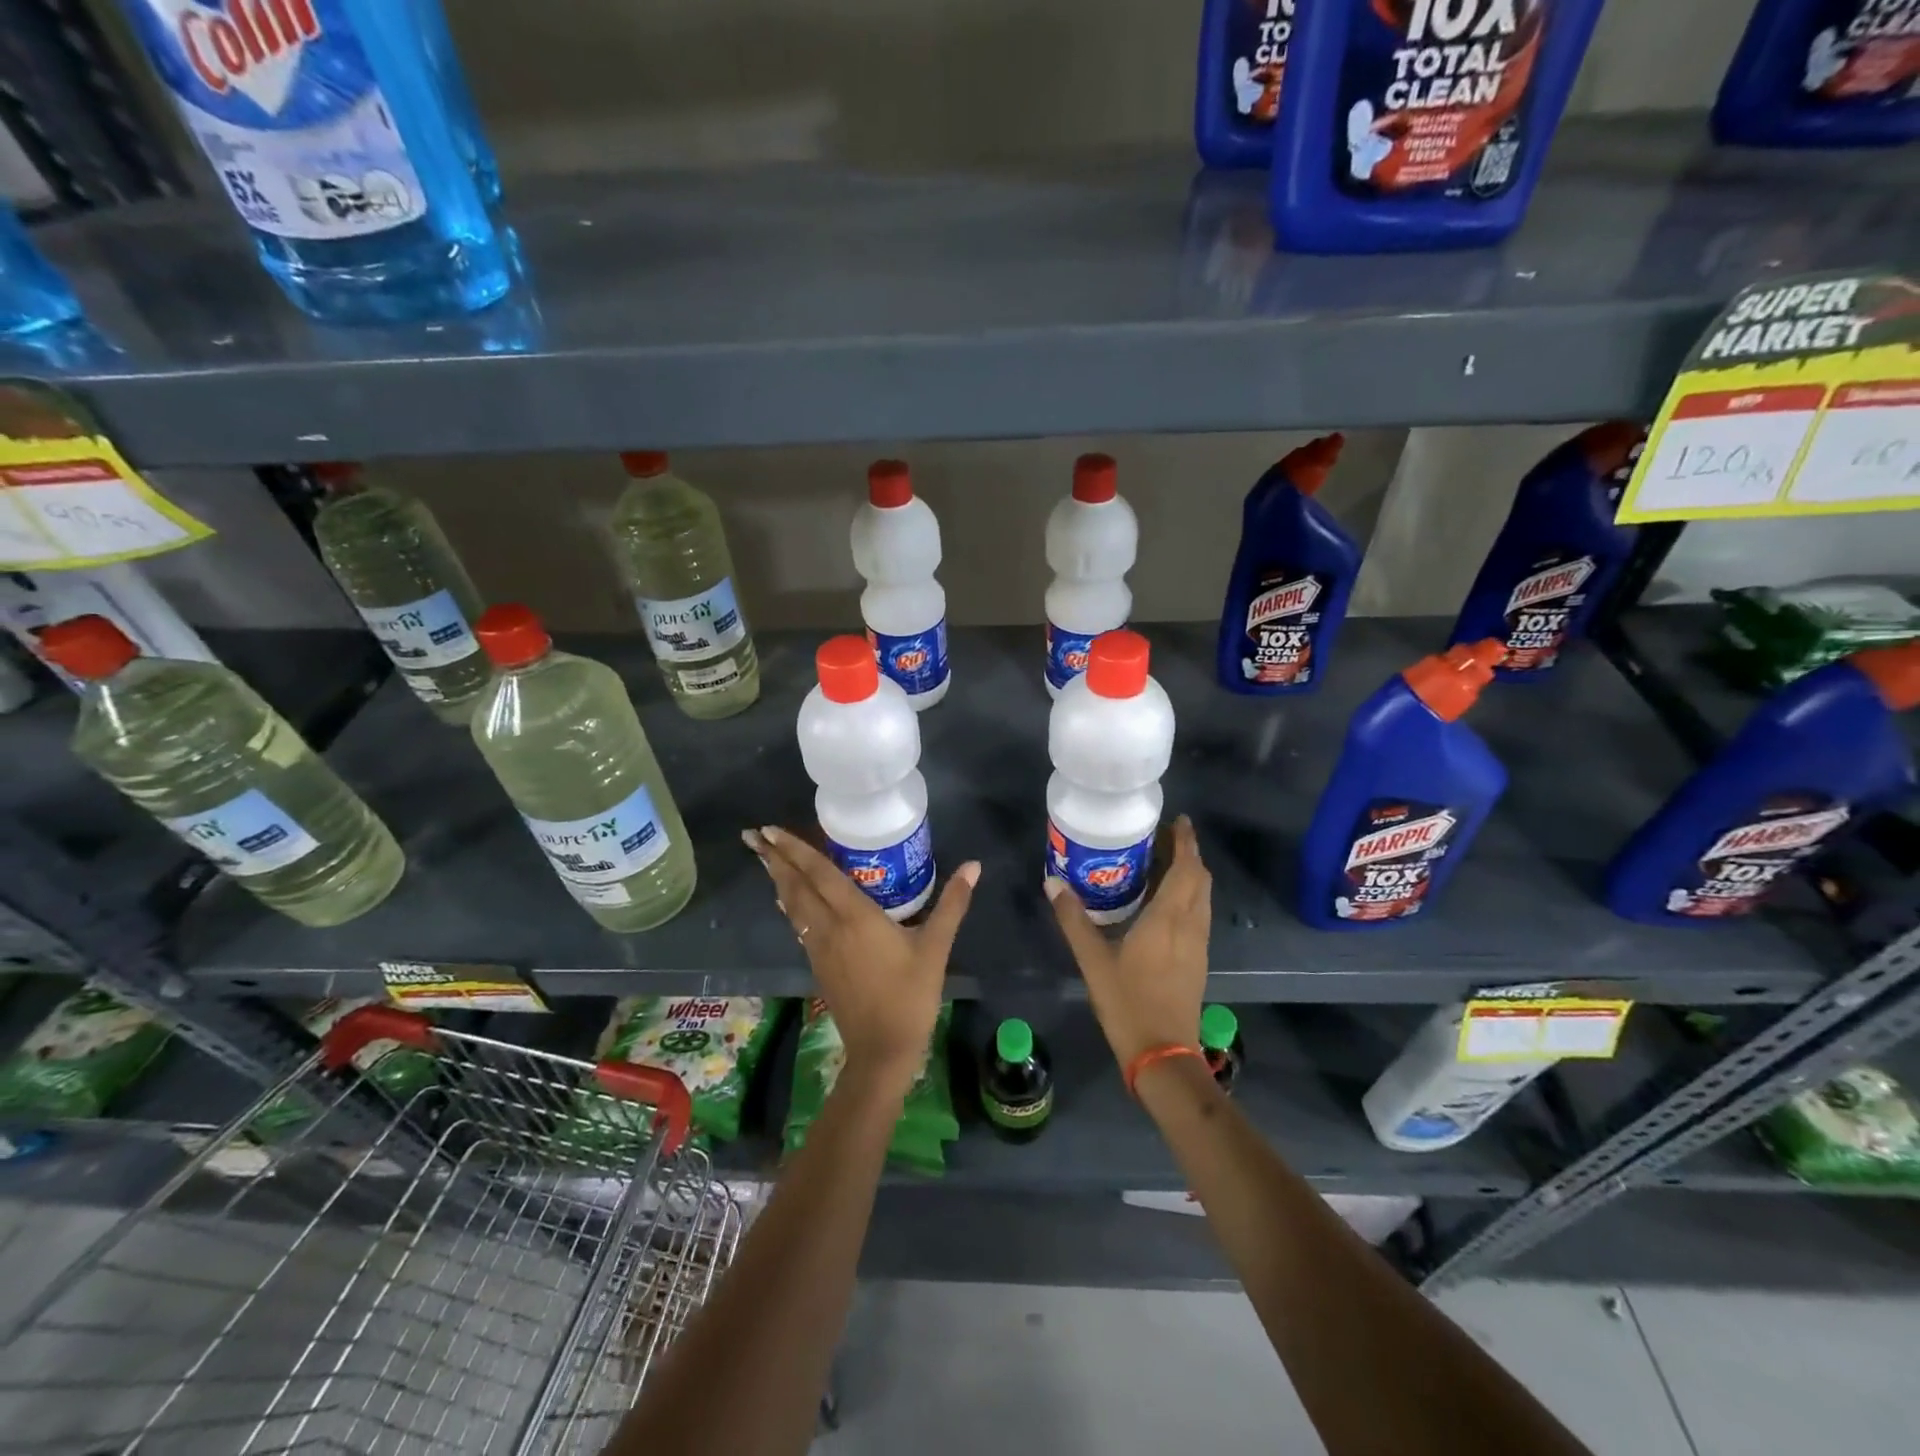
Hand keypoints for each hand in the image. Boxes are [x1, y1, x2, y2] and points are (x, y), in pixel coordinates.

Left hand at [746, 826, 978, 1090]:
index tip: (769, 829)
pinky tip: (786, 900)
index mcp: (855, 917)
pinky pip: (798, 924)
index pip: (819, 874)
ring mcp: (819, 948)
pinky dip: (789, 904)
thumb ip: (952, 904)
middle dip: (774, 859)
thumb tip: (974, 866)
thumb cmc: (910, 996)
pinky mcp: (818, 965)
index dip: (795, 849)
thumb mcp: (936, 948)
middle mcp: (830, 927)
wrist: (882, 1050)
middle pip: (796, 886)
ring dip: (777, 879)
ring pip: (793, 905)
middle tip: (752, 835)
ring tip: (763, 857)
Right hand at [1046, 815, 1210, 1067]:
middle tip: (1163, 838)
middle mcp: (1190, 925)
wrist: (1163, 1053)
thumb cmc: (1128, 1002)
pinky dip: (1188, 896)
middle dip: (1188, 854)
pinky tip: (1165, 903)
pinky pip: (1199, 914)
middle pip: (1200, 879)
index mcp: (1169, 919)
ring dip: (1190, 875)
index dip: (1186, 842)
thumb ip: (1073, 920)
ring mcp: (1198, 944)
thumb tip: (1052, 882)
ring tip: (1164, 863)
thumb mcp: (1093, 960)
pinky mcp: (1198, 960)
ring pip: (1203, 897)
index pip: (1187, 868)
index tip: (1178, 820)